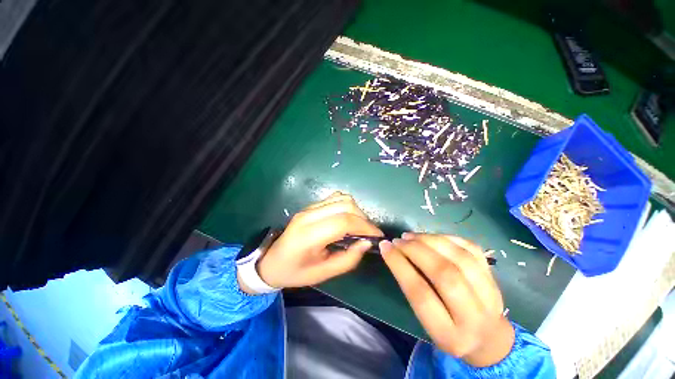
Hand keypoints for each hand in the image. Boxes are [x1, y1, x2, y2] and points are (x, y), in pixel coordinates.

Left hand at [254, 192, 382, 289]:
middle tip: (368, 233)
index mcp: (309, 235)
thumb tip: (367, 243)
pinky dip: (347, 206)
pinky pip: (335, 198)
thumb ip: (348, 259)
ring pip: (341, 198)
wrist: (271, 261)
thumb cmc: (295, 272)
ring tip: (359, 226)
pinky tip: (348, 219)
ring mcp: (309, 208)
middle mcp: (309, 215)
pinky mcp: (311, 206)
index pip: (343, 222)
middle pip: (345, 205)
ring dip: (356, 210)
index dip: (365, 227)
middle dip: (363, 218)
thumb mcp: (322, 273)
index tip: (377, 236)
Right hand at [379, 233, 513, 366]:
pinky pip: (471, 248)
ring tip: (411, 236)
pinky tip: (431, 237)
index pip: (420, 294)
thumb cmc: (448, 330)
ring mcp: (490, 294)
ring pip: (459, 257)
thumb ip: (413, 290)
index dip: (399, 265)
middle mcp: (474, 316)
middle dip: (415, 250)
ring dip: (430, 240)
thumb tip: (396, 253)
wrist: (489, 338)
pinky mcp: (494, 276)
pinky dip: (447, 238)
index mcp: (449, 335)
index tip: (385, 247)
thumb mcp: (426, 322)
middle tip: (398, 240)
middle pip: (443, 273)